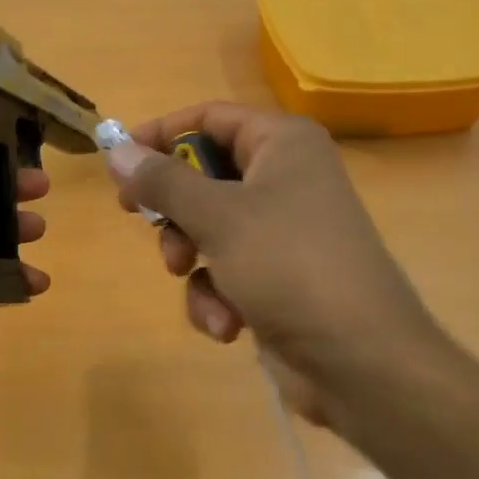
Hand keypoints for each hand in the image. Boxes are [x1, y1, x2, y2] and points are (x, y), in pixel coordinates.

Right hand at [104, 102, 438, 431]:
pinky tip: (228, 323)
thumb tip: (117, 150)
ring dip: (192, 260)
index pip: (209, 117)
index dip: (161, 134)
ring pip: (209, 228)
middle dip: (175, 209)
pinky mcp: (278, 277)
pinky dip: (218, 295)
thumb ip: (163, 181)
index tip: (119, 161)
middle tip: (144, 222)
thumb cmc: (289, 266)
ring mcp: (283, 231)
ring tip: (192, 279)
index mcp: (283, 144)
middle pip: (204, 175)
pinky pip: (227, 270)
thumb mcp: (218, 217)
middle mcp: (286, 178)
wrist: (361, 360)